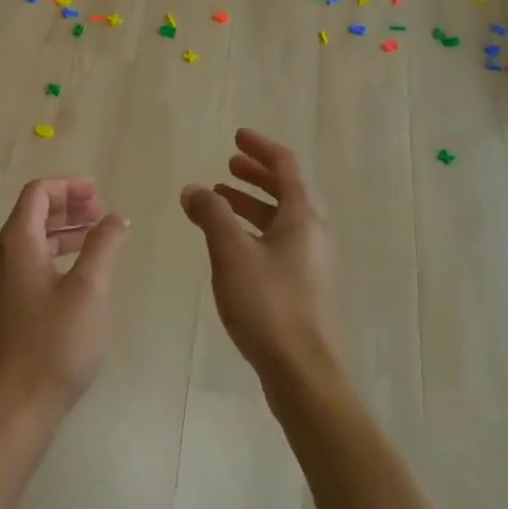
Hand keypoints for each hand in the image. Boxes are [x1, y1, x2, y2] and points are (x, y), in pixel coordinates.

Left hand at [0, 178, 130, 441]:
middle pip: (31, 216)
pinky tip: (77, 280)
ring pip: (30, 244)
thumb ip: (103, 246)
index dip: (68, 187)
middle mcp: (1, 259)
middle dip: (67, 208)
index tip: (98, 193)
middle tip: (100, 212)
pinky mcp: (1, 314)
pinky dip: (53, 258)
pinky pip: (28, 268)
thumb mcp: (89, 291)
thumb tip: (115, 217)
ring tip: (95, 240)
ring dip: (62, 234)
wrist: (8, 412)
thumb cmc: (52, 347)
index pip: (37, 194)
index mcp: (17, 244)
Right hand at [181, 129, 340, 392]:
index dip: (260, 147)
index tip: (236, 137)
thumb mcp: (231, 252)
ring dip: (253, 203)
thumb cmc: (268, 304)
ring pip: (282, 217)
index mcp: (303, 215)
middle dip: (256, 174)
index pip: (285, 165)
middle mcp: (314, 232)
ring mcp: (312, 260)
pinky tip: (232, 244)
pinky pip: (279, 240)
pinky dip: (256, 229)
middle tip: (229, 164)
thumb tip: (193, 189)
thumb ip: (211, 215)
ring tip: (220, 200)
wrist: (303, 372)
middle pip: (287, 189)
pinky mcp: (305, 285)